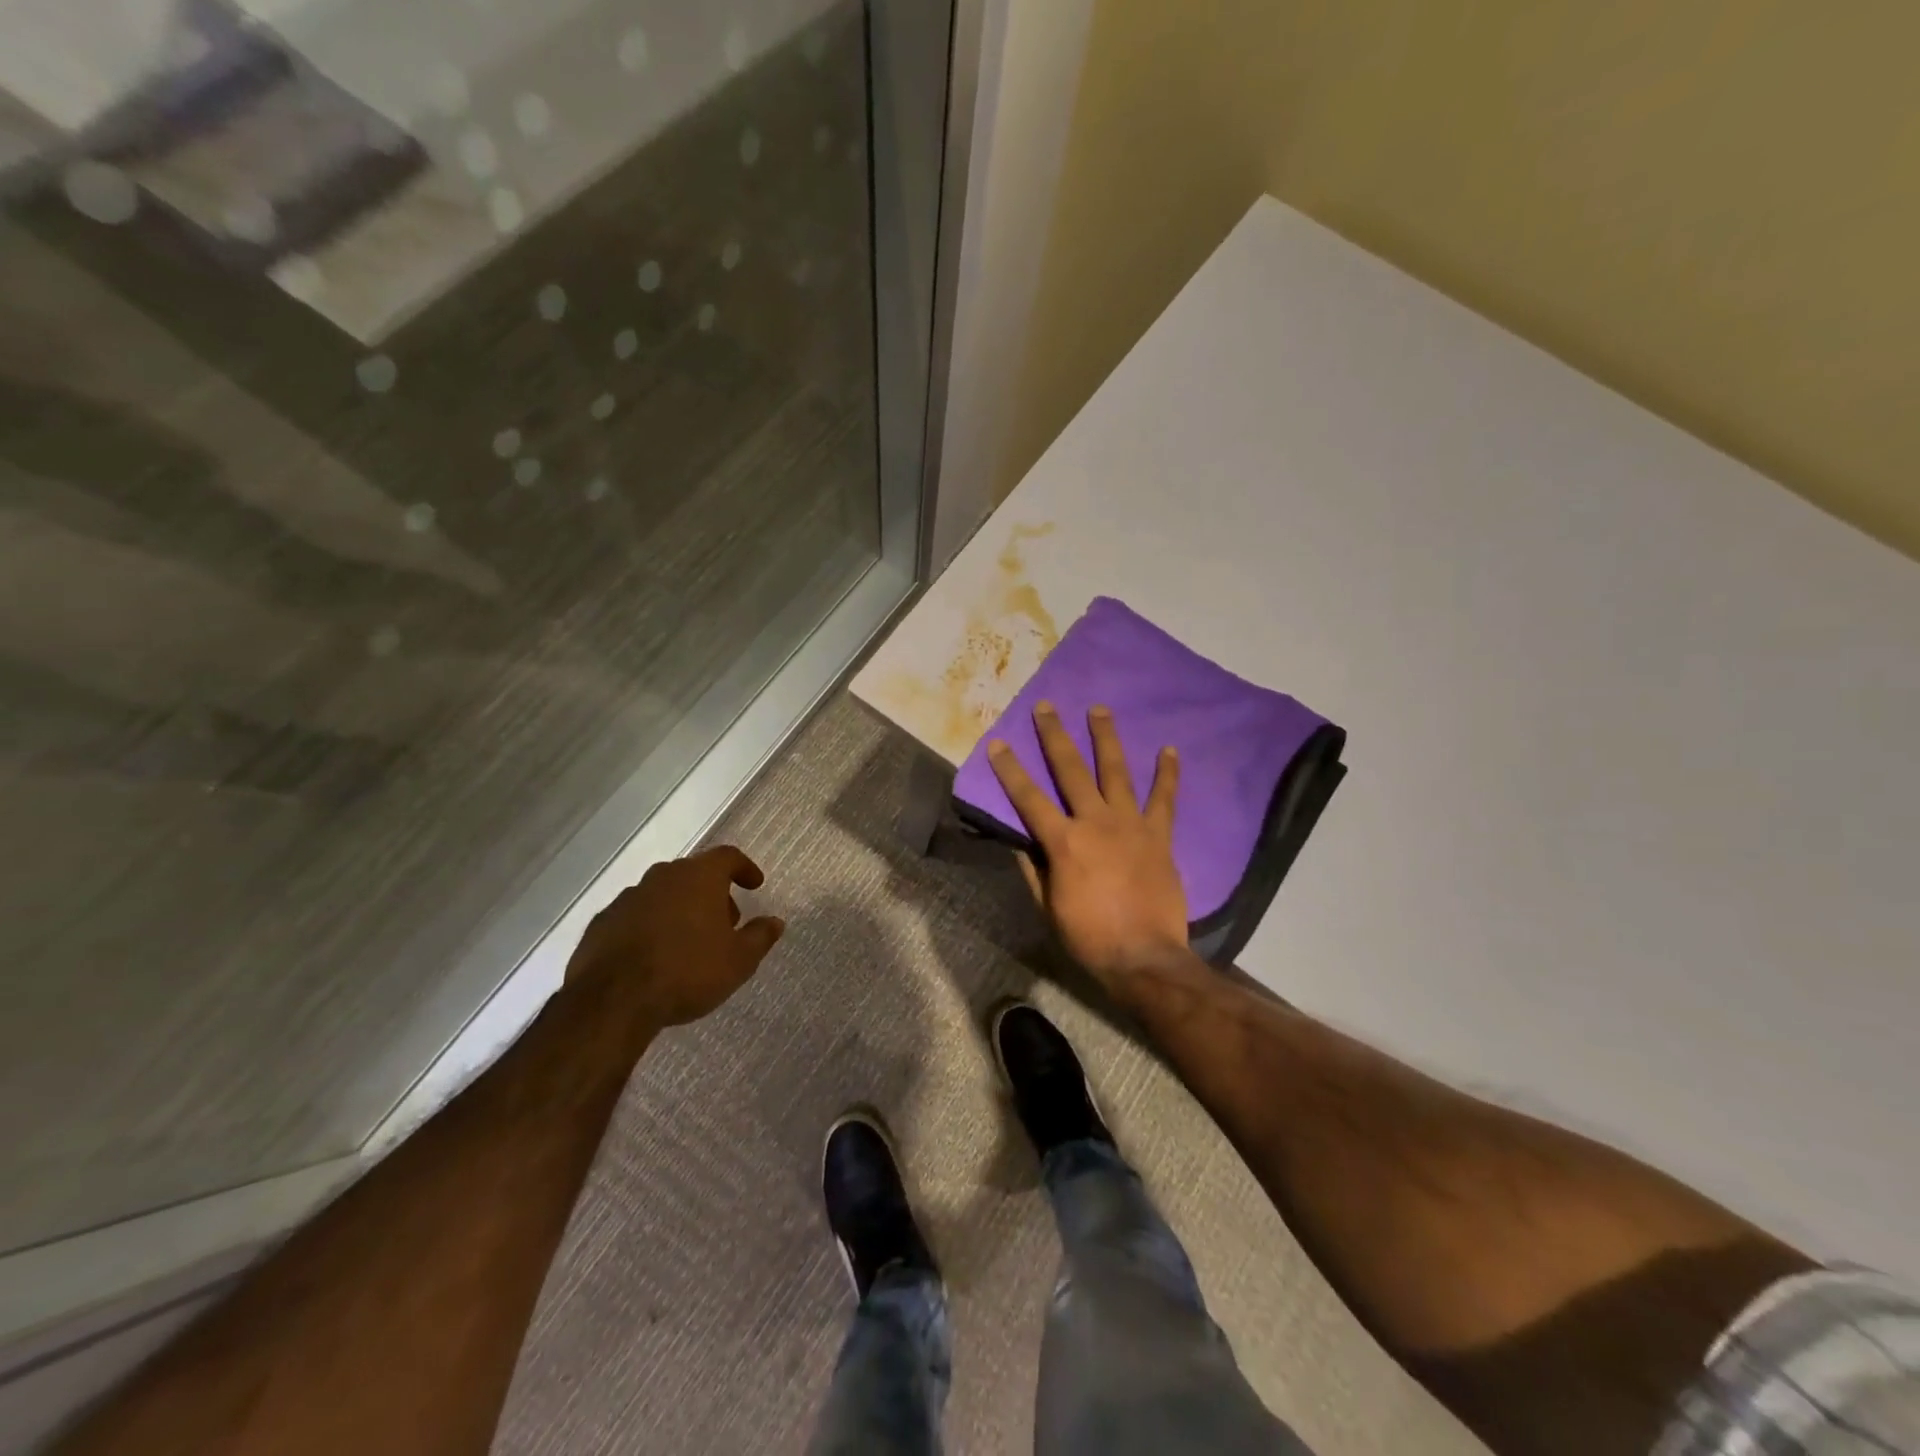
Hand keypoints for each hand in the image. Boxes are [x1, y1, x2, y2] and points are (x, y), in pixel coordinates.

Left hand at [564, 846, 784, 1029]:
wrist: (613, 1001)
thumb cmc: (688, 971)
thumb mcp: (739, 960)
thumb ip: (760, 936)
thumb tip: (775, 922)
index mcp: (699, 877)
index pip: (728, 856)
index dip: (744, 868)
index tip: (754, 885)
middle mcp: (662, 877)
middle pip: (694, 874)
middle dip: (712, 893)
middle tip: (724, 922)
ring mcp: (628, 898)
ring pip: (662, 894)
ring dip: (679, 909)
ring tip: (688, 942)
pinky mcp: (601, 923)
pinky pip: (635, 916)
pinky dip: (649, 927)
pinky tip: (654, 955)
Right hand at [988, 703, 1188, 991]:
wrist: (1144, 956)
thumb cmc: (1088, 936)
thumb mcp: (1047, 906)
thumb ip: (1033, 869)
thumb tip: (1020, 841)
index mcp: (1063, 842)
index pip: (1029, 798)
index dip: (1010, 770)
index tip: (999, 743)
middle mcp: (1095, 822)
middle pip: (1071, 770)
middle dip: (1055, 736)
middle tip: (1046, 707)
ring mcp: (1130, 825)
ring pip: (1116, 772)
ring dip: (1106, 738)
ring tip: (1099, 710)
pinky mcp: (1158, 835)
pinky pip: (1164, 799)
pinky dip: (1167, 774)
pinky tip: (1168, 749)